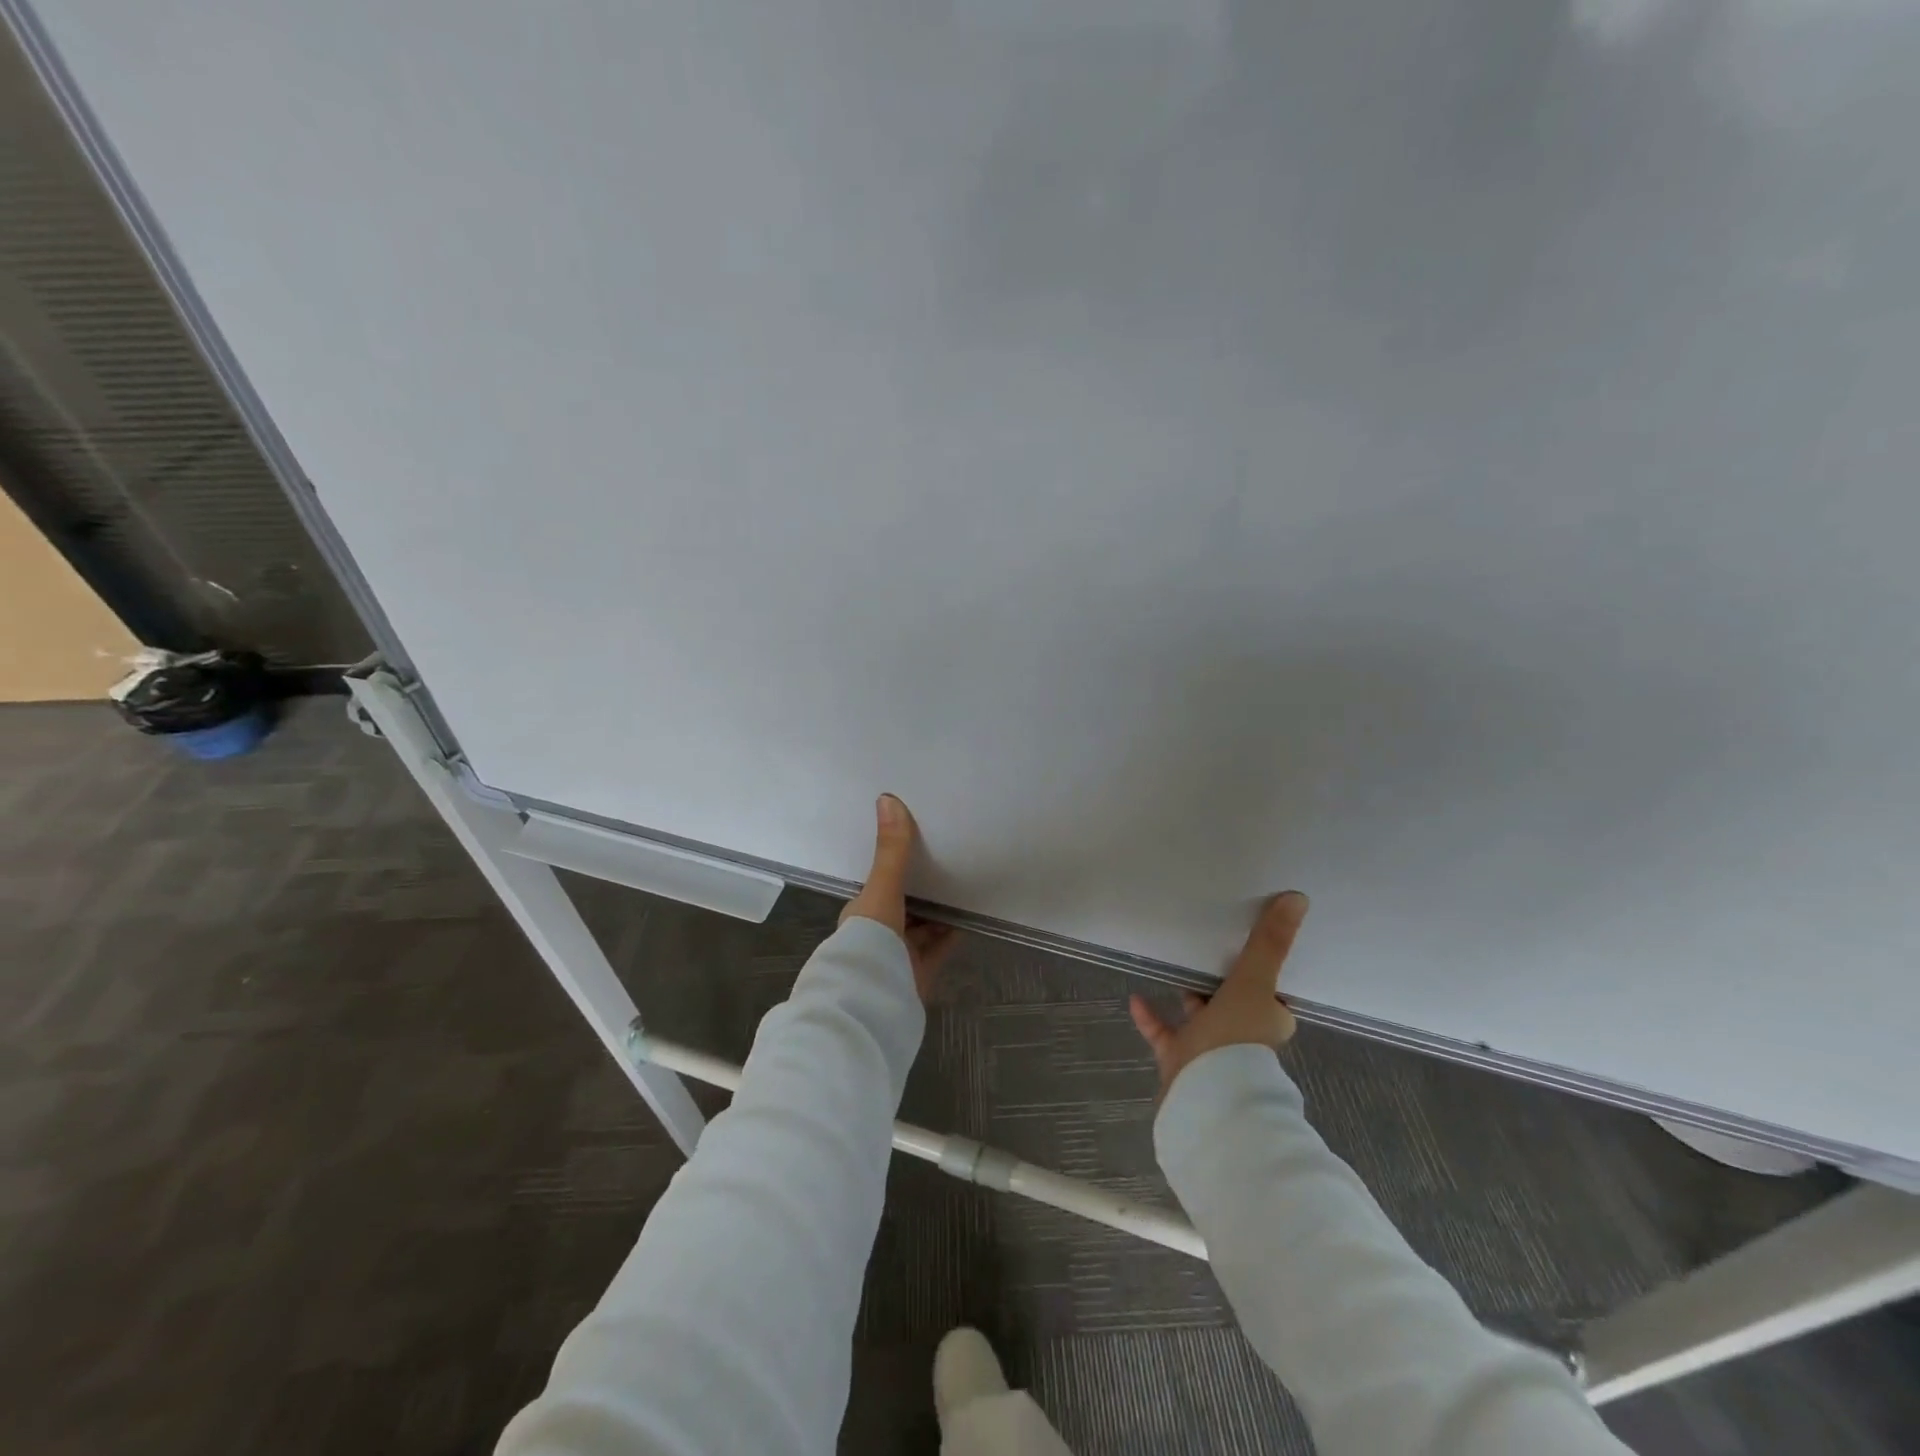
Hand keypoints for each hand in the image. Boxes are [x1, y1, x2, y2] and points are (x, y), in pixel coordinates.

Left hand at [840, 793, 958, 1001]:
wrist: (874, 999)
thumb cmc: (870, 939)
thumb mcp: (882, 888)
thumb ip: (891, 850)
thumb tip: (887, 798)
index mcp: (861, 913)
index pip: (879, 884)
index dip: (895, 866)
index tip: (916, 844)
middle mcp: (876, 934)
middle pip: (902, 905)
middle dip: (921, 888)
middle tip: (946, 857)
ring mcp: (898, 956)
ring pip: (921, 927)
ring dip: (937, 910)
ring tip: (962, 881)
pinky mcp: (919, 974)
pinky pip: (939, 947)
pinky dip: (952, 933)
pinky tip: (969, 915)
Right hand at [1129, 892, 1307, 1094]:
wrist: (1206, 1093)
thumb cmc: (1237, 1036)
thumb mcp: (1253, 982)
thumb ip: (1270, 943)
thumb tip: (1299, 899)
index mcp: (1269, 1020)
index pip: (1272, 993)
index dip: (1265, 971)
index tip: (1253, 946)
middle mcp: (1244, 1036)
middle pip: (1235, 1003)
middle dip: (1224, 982)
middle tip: (1209, 949)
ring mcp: (1211, 1050)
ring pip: (1201, 1018)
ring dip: (1190, 998)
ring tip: (1174, 967)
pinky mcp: (1181, 1060)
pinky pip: (1165, 1033)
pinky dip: (1151, 1017)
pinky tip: (1135, 998)